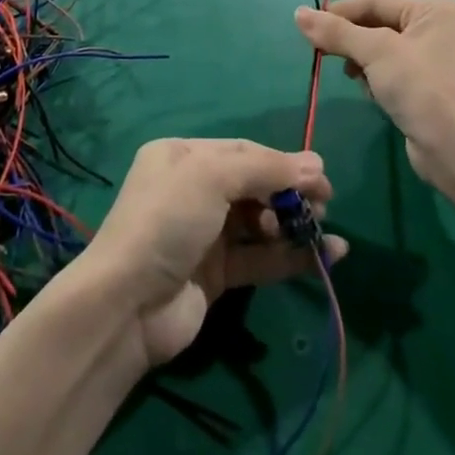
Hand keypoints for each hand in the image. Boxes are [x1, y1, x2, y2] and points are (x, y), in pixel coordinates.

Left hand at [78, 139, 344, 367]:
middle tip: (325, 205)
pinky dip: (291, 256)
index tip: (322, 176)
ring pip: (260, 222)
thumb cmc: (167, 221)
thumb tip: (317, 166)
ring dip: (294, 224)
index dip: (282, 162)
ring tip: (324, 230)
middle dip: (290, 193)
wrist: (127, 304)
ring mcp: (204, 234)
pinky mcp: (216, 274)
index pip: (242, 151)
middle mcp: (193, 190)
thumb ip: (265, 169)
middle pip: (253, 185)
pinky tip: (327, 256)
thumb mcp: (211, 177)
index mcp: (183, 156)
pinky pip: (261, 257)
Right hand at [295, 0, 454, 191]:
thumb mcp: (375, 52)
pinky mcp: (432, 88)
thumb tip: (299, 13)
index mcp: (435, 10)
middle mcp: (441, 28)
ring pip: (383, 50)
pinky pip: (394, 71)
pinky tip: (373, 94)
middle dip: (352, 41)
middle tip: (323, 54)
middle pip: (380, 24)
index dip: (340, 13)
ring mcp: (438, 60)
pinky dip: (378, 79)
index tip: (308, 27)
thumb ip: (336, 32)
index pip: (376, 1)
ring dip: (363, 62)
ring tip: (355, 78)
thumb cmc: (421, 88)